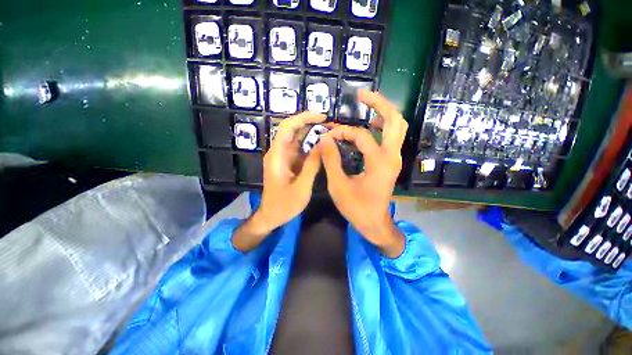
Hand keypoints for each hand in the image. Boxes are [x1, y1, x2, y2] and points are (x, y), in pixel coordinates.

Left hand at [233, 112, 325, 251]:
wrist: (271, 216)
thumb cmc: (283, 205)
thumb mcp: (301, 187)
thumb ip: (312, 166)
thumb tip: (323, 145)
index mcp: (277, 156)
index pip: (286, 128)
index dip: (302, 118)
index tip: (321, 116)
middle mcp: (279, 153)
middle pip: (292, 130)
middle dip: (310, 123)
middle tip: (330, 123)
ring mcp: (284, 157)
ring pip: (297, 138)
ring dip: (312, 133)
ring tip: (330, 130)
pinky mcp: (289, 163)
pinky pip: (300, 149)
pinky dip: (311, 144)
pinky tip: (323, 145)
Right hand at [320, 90, 407, 257]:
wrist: (375, 223)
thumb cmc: (357, 208)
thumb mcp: (338, 185)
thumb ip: (331, 160)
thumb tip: (325, 138)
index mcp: (379, 162)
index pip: (361, 135)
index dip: (343, 131)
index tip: (328, 135)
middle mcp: (392, 156)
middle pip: (395, 120)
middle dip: (379, 104)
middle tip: (362, 94)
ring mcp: (394, 159)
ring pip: (397, 127)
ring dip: (383, 113)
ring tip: (367, 105)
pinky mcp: (391, 162)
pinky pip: (391, 137)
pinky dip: (382, 127)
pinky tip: (370, 126)